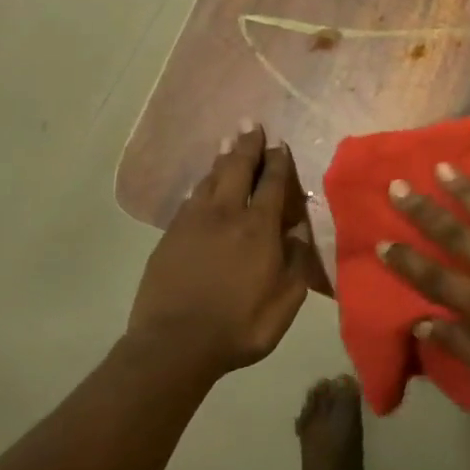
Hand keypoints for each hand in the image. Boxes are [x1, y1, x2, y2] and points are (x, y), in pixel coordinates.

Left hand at [129, 123, 321, 377]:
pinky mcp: (170, 236)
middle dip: (247, 145)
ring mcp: (193, 222)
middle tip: (251, 124)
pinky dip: (201, 184)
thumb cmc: (239, 326)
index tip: (280, 144)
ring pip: (211, 179)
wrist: (174, 345)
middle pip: (237, 169)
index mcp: (258, 228)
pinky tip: (202, 182)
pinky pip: (190, 199)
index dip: (278, 162)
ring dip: (222, 158)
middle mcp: (226, 214)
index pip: (271, 183)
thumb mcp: (284, 302)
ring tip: (228, 142)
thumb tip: (299, 234)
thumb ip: (296, 264)